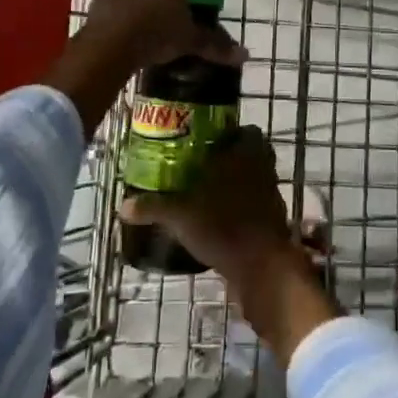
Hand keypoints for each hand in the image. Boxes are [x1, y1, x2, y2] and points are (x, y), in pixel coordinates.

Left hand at [82, 0, 243, 71]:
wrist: (111, 43)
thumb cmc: (158, 32)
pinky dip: (122, 19)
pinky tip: (127, 40)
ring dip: (141, 11)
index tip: (185, 21)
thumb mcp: (190, 40)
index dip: (185, 0)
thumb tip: (246, 55)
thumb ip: (215, 45)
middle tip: (168, 31)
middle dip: (162, 4)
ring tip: (146, 38)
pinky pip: (116, 7)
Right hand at [120, 126, 340, 362]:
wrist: (261, 267)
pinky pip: (257, 204)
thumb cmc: (222, 226)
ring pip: (255, 179)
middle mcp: (263, 168)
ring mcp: (271, 194)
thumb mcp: (180, 216)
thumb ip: (153, 207)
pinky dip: (243, 208)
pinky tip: (222, 220)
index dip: (232, 134)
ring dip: (238, 183)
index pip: (248, 131)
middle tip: (204, 167)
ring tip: (209, 194)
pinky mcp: (274, 219)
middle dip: (231, 159)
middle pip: (251, 154)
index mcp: (245, 154)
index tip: (210, 142)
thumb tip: (123, 206)